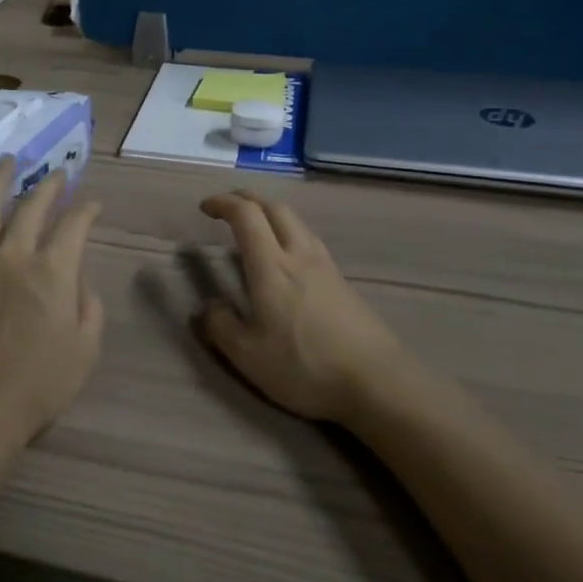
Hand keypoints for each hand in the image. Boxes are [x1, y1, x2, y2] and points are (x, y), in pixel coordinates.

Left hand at [0, 158, 104, 449]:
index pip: (74, 225)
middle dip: (48, 185)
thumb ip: (88, 309)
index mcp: (51, 271)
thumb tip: (78, 281)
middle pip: (31, 206)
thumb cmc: (34, 388)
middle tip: (56, 174)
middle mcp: (12, 255)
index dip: (87, 209)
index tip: (93, 203)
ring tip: (6, 163)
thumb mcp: (84, 352)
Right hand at [196, 191, 403, 422]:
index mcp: (271, 266)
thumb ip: (221, 327)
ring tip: (256, 228)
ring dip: (271, 214)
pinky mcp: (343, 282)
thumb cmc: (305, 366)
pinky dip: (289, 233)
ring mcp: (326, 266)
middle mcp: (299, 255)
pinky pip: (310, 240)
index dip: (223, 203)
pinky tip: (288, 257)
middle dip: (247, 200)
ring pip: (297, 222)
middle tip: (228, 208)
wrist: (377, 382)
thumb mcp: (248, 356)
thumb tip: (209, 307)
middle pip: (275, 207)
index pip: (246, 215)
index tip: (205, 207)